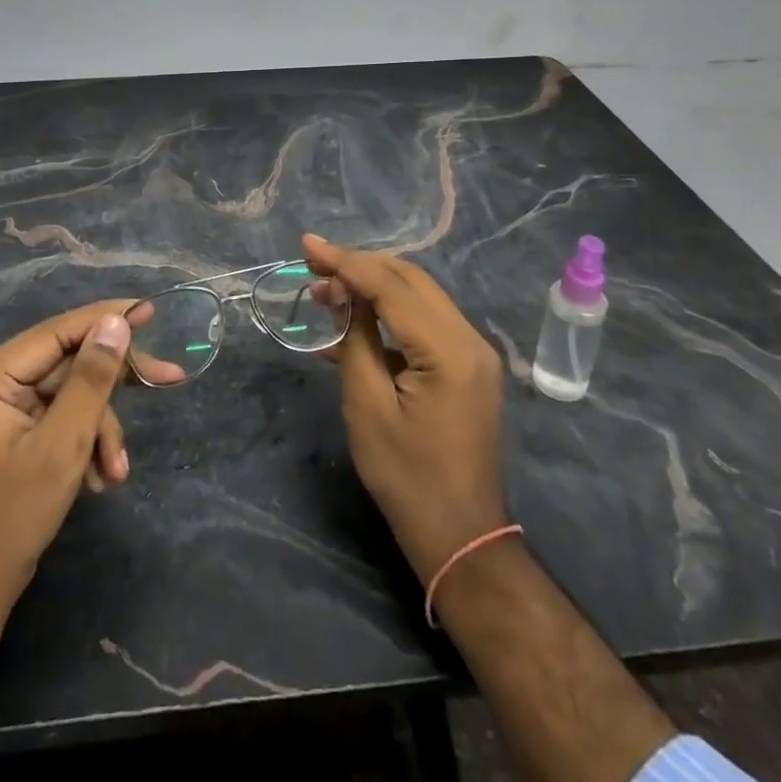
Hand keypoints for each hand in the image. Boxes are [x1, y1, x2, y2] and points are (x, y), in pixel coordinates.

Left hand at [0, 299, 139, 609]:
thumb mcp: (62, 445)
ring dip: (100, 429)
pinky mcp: (12, 434)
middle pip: (68, 363)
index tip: (151, 311)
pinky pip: (59, 419)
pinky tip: (98, 478)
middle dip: (111, 389)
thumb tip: (116, 322)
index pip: (58, 330)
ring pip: (70, 395)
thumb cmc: (10, 518)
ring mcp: (1, 410)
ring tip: (115, 472)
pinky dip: (84, 443)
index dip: (107, 318)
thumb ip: (91, 378)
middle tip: (168, 380)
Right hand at [305, 234, 508, 584]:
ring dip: (373, 285)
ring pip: (418, 294)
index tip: (307, 246)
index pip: (392, 286)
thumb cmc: (407, 478)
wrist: (460, 536)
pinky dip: (388, 312)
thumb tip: (344, 295)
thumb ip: (357, 340)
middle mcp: (469, 339)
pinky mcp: (467, 363)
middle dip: (359, 266)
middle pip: (410, 279)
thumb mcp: (368, 406)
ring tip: (325, 288)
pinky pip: (424, 321)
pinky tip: (352, 320)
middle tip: (313, 266)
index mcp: (449, 350)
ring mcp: (473, 350)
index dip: (346, 262)